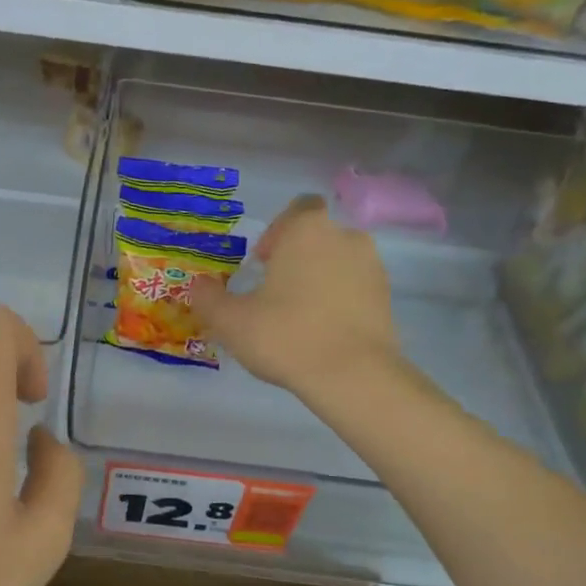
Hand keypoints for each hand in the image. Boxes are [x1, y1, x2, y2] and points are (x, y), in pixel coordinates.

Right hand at [189, 194, 402, 401]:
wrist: (353, 376)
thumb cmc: (285, 335)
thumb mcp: (230, 320)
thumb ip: (208, 298)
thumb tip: (198, 286)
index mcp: (307, 230)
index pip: (298, 209)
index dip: (278, 231)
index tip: (262, 264)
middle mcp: (346, 237)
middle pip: (317, 238)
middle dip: (296, 260)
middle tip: (273, 295)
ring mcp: (372, 268)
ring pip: (338, 264)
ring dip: (319, 281)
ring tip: (298, 318)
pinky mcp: (387, 299)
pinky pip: (355, 290)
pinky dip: (339, 302)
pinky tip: (321, 333)